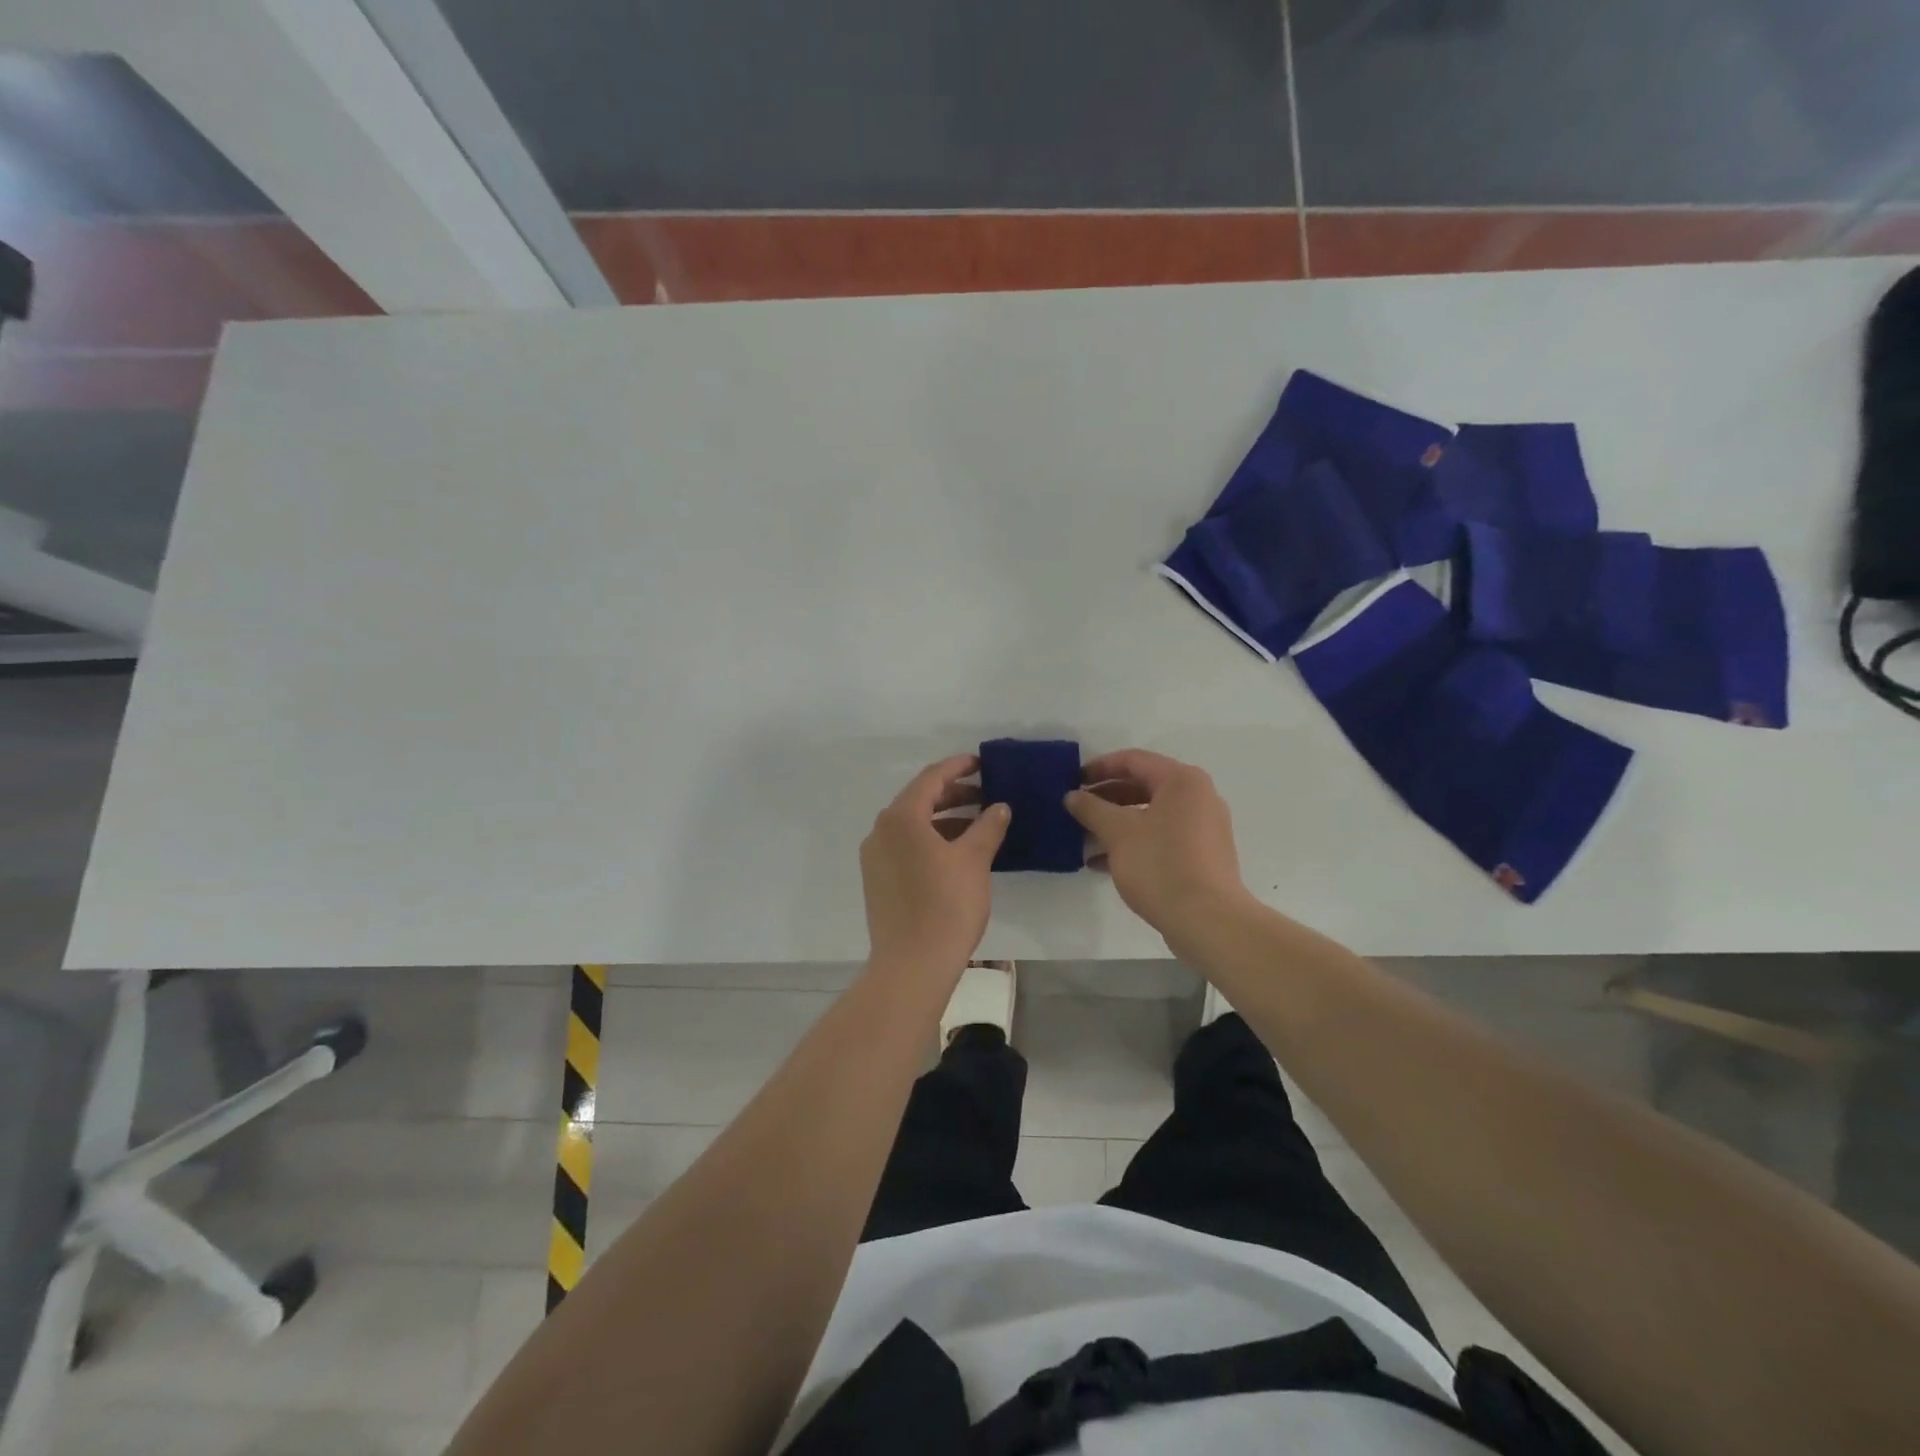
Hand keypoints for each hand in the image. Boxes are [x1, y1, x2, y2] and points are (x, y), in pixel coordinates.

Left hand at [860, 755, 1010, 974]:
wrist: (913, 964)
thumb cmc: (946, 905)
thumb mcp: (974, 860)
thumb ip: (988, 826)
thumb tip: (999, 807)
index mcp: (901, 817)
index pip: (931, 778)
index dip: (958, 767)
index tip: (982, 763)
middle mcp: (881, 831)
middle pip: (919, 799)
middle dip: (954, 794)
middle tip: (986, 794)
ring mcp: (875, 857)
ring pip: (912, 825)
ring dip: (944, 819)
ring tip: (978, 823)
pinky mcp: (877, 880)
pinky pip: (905, 846)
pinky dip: (931, 840)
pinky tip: (957, 851)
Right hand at [1065, 749, 1252, 945]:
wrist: (1207, 921)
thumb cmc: (1161, 865)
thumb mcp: (1117, 832)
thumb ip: (1091, 809)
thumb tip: (1072, 796)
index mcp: (1182, 781)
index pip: (1134, 760)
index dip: (1099, 767)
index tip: (1072, 780)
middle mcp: (1198, 797)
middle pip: (1144, 785)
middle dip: (1107, 796)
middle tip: (1077, 807)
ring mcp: (1204, 828)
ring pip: (1151, 814)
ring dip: (1117, 822)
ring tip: (1085, 835)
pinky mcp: (1202, 856)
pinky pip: (1162, 837)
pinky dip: (1134, 842)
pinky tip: (1103, 863)